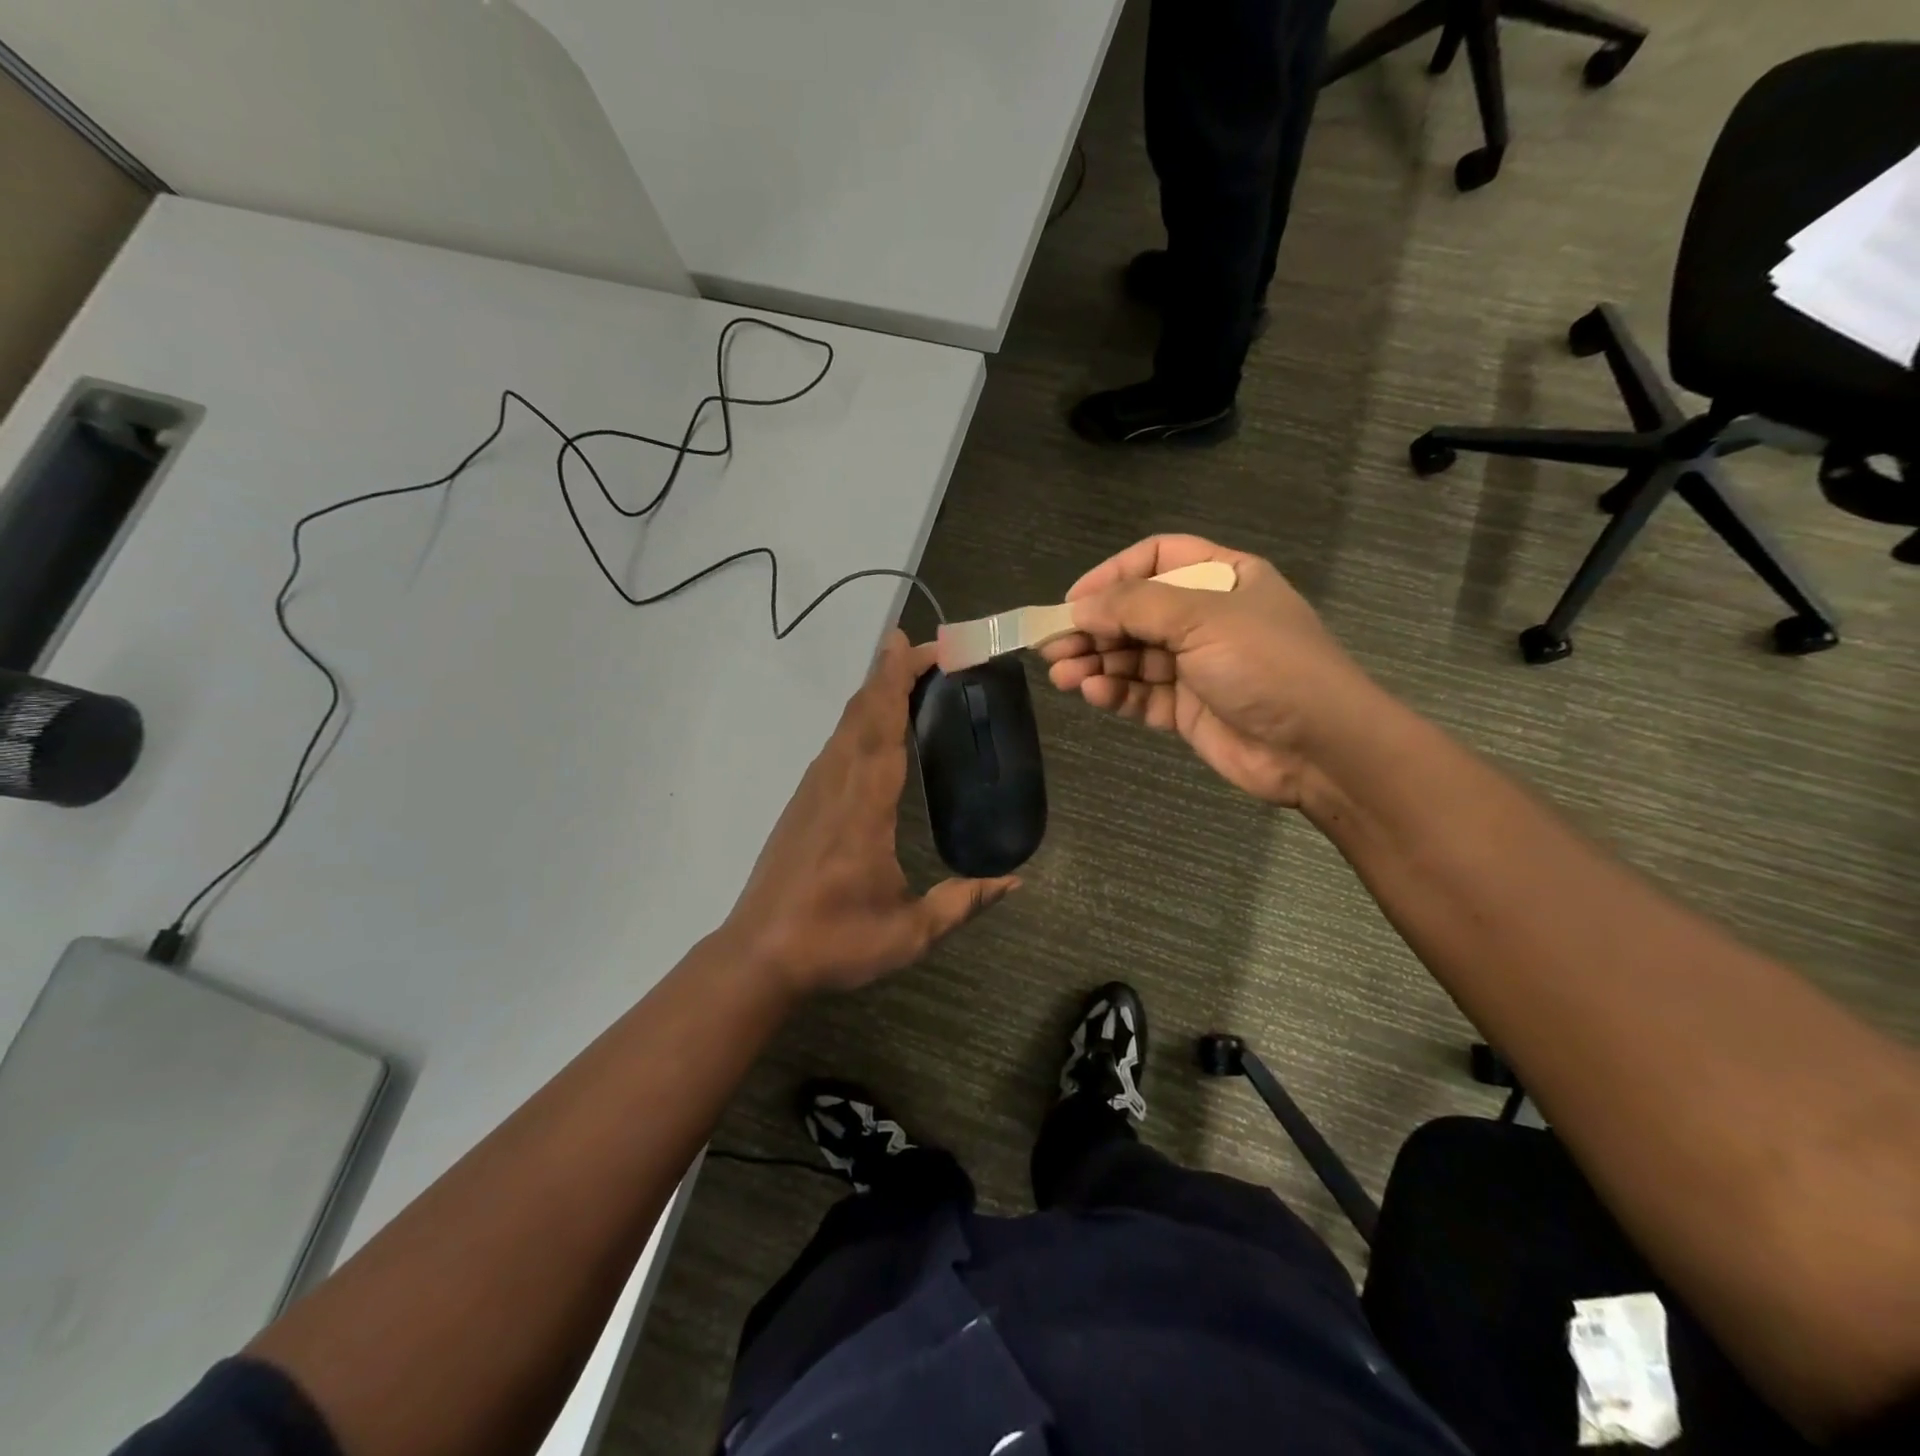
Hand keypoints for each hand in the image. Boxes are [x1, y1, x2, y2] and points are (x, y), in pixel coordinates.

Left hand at [724, 630, 1018, 993]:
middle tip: (930, 649)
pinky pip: (834, 746)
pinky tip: (876, 728)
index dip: (897, 681)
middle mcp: (835, 785)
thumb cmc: (835, 942)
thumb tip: (1016, 882)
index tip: (917, 645)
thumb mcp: (910, 933)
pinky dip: (859, 720)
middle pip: (861, 713)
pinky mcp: (802, 804)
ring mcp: (812, 792)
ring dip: (874, 692)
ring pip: (845, 726)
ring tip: (908, 675)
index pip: (881, 727)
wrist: (759, 957)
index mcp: (863, 806)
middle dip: (892, 673)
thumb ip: (964, 903)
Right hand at [1040, 535, 1374, 806]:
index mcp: (1222, 578)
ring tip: (1063, 675)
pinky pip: (1141, 694)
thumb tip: (1079, 607)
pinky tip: (1094, 694)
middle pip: (1136, 612)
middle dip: (1094, 628)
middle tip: (1052, 646)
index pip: (1156, 559)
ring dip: (1096, 663)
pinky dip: (1116, 693)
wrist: (1320, 747)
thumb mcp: (1203, 618)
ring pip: (1132, 657)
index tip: (1074, 601)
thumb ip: (1135, 607)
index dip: (1112, 574)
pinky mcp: (1186, 709)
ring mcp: (1196, 666)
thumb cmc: (1267, 664)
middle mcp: (1206, 617)